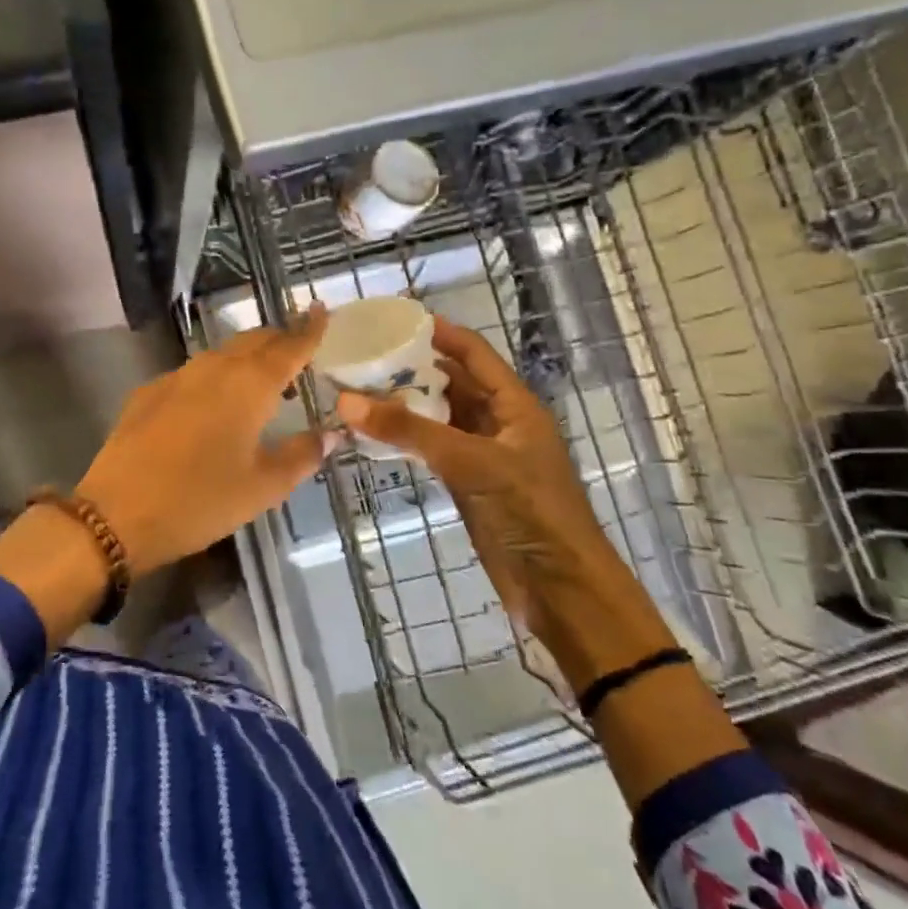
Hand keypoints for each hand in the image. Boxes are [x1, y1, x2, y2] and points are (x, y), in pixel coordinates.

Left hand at [76, 305, 336, 577]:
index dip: (308, 329)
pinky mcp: (149, 392)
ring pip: (221, 354)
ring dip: (246, 359)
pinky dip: (215, 377)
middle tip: (297, 354)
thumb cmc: (200, 501)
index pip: (288, 347)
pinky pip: (193, 373)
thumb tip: (330, 434)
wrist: (117, 512)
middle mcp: (214, 368)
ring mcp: (177, 377)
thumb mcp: (262, 488)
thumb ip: (301, 456)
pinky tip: (213, 406)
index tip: (321, 309)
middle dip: (278, 341)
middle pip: (253, 341)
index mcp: (249, 385)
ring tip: (262, 384)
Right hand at [337, 318, 672, 689]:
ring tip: (359, 387)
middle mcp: (499, 422)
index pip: (473, 352)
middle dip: (413, 367)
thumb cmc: (530, 512)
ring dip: (405, 404)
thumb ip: (410, 431)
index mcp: (514, 405)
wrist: (561, 589)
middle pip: (453, 381)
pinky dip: (406, 438)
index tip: (394, 319)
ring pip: (439, 416)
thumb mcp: (471, 463)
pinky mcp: (468, 484)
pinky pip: (432, 448)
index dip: (439, 332)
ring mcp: (483, 454)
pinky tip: (374, 432)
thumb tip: (346, 400)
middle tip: (363, 354)